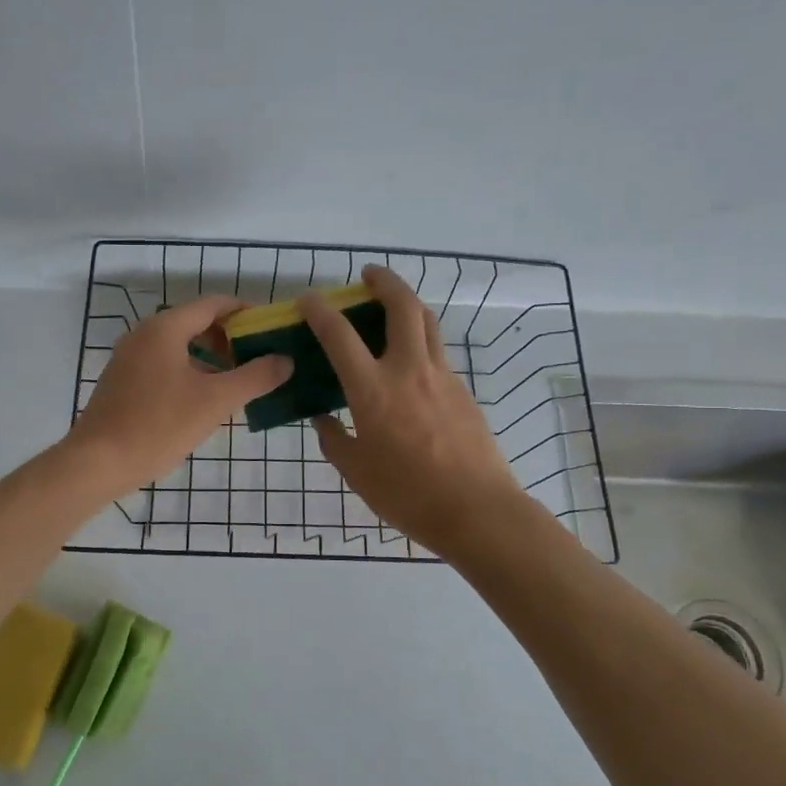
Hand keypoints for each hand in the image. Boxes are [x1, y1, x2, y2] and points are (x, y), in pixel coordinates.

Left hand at [67, 294, 292, 497]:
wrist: (97, 462)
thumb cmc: (159, 425)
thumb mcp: (215, 401)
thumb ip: (255, 377)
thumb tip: (285, 360)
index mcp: (165, 328)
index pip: (214, 304)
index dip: (246, 313)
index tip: (271, 331)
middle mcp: (144, 334)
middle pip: (196, 323)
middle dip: (229, 340)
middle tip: (257, 362)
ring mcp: (129, 358)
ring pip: (179, 347)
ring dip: (210, 359)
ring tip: (235, 384)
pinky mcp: (122, 381)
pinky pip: (163, 365)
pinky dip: (188, 372)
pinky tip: (202, 402)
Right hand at [301, 265, 527, 557]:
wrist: (477, 510)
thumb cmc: (407, 494)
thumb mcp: (357, 471)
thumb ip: (335, 440)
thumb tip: (323, 419)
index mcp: (373, 390)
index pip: (339, 335)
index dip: (320, 311)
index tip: (308, 299)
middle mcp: (409, 370)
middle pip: (401, 306)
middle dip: (384, 281)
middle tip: (368, 275)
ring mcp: (442, 377)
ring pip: (427, 322)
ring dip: (407, 303)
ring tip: (392, 304)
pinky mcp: (463, 390)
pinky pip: (438, 352)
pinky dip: (420, 340)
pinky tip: (411, 362)